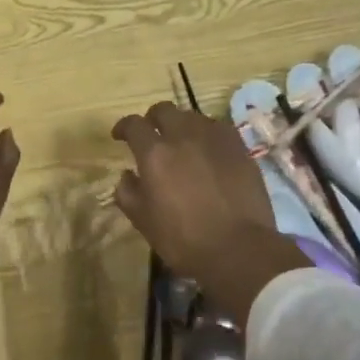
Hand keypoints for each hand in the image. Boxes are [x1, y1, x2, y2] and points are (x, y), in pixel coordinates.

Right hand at [110, 103, 305, 327]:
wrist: (239, 249)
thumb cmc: (184, 240)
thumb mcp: (143, 222)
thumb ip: (128, 192)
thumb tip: (127, 174)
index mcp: (155, 153)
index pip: (134, 125)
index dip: (124, 127)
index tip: (120, 136)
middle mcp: (183, 136)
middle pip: (164, 110)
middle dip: (153, 118)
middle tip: (152, 134)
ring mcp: (214, 138)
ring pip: (193, 117)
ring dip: (182, 125)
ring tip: (182, 143)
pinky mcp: (239, 146)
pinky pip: (218, 128)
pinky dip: (207, 134)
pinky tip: (209, 150)